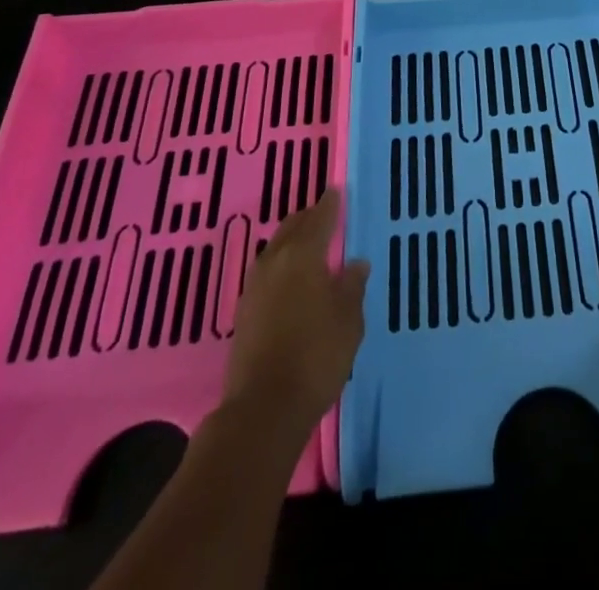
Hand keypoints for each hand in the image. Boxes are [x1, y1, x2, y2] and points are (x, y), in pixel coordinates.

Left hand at [222, 189, 369, 427]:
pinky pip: (266, 273)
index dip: (329, 203)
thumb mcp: (349, 320)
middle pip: (291, 228)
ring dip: (291, 242)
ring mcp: (254, 287)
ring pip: (275, 249)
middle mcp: (274, 262)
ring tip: (308, 246)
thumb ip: (352, 286)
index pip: (319, 218)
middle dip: (308, 218)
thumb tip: (355, 263)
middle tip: (323, 215)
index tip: (336, 190)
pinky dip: (281, 266)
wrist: (263, 409)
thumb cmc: (316, 356)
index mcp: (303, 255)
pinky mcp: (243, 313)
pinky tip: (290, 280)